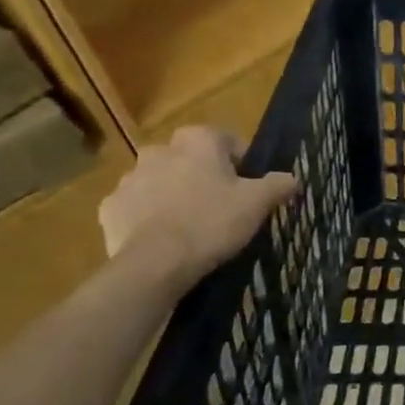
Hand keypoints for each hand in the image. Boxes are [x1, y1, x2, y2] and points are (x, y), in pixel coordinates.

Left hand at [99, 127, 297, 288]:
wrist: (156, 263)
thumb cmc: (212, 222)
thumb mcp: (258, 203)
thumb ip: (278, 184)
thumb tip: (293, 178)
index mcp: (197, 141)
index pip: (226, 140)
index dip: (240, 162)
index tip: (248, 186)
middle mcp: (159, 151)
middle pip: (189, 158)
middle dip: (202, 174)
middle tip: (220, 203)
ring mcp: (129, 179)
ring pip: (159, 180)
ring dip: (173, 193)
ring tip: (191, 223)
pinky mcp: (110, 207)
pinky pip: (136, 205)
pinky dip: (148, 215)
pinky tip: (164, 236)